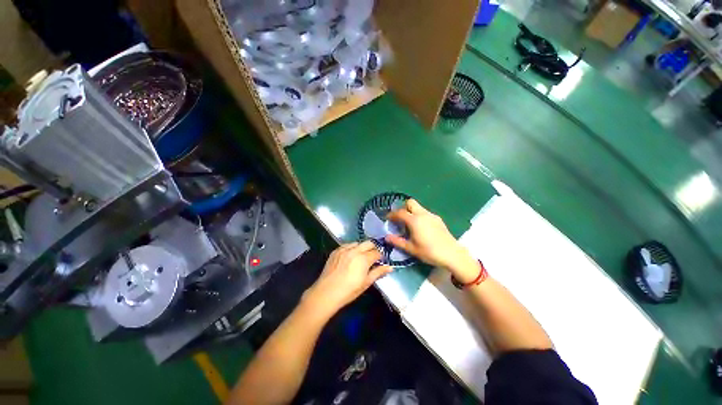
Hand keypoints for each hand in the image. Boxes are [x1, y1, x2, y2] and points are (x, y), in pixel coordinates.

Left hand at [303, 241, 392, 315]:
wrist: (326, 293)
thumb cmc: (349, 291)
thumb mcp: (366, 283)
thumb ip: (378, 272)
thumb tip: (390, 267)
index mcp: (364, 258)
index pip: (377, 253)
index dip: (380, 257)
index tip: (380, 261)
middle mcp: (355, 250)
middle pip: (368, 243)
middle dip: (373, 248)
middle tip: (372, 257)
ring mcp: (344, 249)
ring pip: (358, 243)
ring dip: (362, 247)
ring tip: (361, 257)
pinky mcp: (336, 250)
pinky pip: (347, 245)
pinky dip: (352, 248)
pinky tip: (350, 256)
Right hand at [386, 199, 477, 281]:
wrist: (452, 255)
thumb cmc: (429, 252)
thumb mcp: (411, 248)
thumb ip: (397, 241)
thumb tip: (386, 237)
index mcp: (414, 220)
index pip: (400, 212)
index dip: (392, 214)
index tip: (388, 218)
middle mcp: (423, 214)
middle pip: (410, 202)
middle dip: (403, 207)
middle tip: (399, 218)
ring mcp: (432, 215)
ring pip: (419, 207)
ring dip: (411, 211)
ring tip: (409, 224)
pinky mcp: (438, 219)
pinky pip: (425, 213)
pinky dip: (419, 215)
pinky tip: (421, 227)